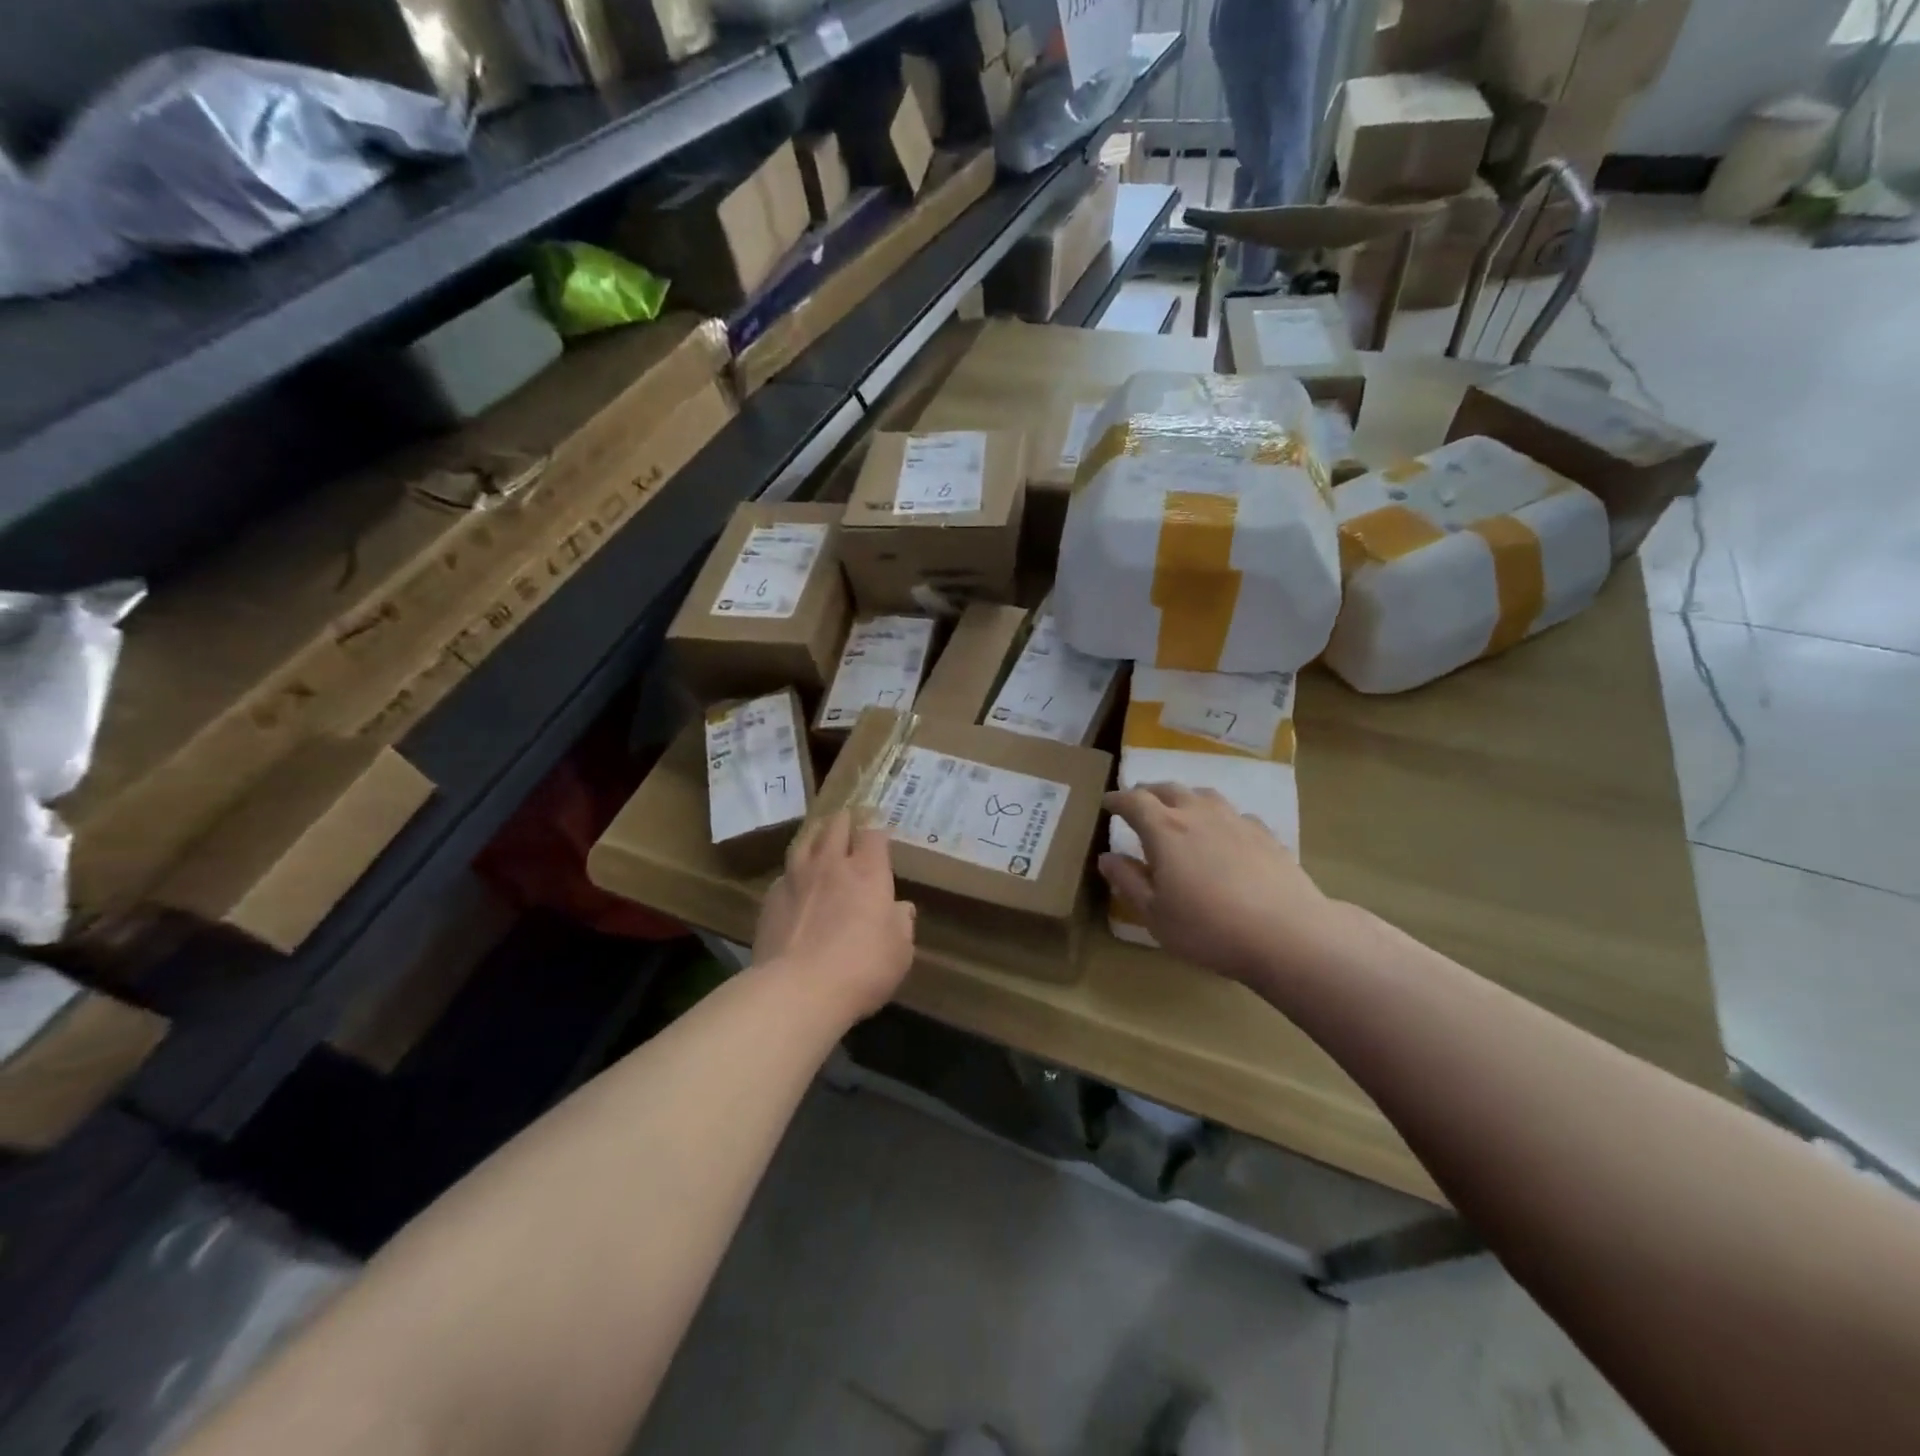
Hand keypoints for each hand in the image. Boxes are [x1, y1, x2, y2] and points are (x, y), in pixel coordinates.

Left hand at [754, 811, 915, 1019]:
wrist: (797, 991)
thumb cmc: (861, 969)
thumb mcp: (899, 952)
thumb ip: (901, 925)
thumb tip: (901, 908)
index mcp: (868, 872)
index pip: (874, 835)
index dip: (877, 833)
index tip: (880, 838)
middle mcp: (831, 865)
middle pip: (836, 826)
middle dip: (844, 821)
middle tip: (848, 821)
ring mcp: (796, 878)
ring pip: (804, 841)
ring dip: (815, 835)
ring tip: (819, 836)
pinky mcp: (770, 898)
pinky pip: (784, 874)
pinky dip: (793, 872)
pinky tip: (794, 883)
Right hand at [1099, 784, 1350, 987]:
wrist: (1287, 933)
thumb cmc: (1208, 928)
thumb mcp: (1154, 913)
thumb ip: (1128, 881)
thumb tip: (1106, 857)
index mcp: (1164, 829)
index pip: (1133, 801)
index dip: (1117, 799)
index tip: (1106, 803)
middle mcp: (1198, 814)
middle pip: (1168, 789)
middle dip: (1148, 792)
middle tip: (1138, 802)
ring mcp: (1235, 820)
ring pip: (1204, 795)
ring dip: (1184, 797)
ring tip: (1179, 810)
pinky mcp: (1265, 834)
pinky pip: (1235, 814)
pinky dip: (1219, 817)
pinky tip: (1224, 834)